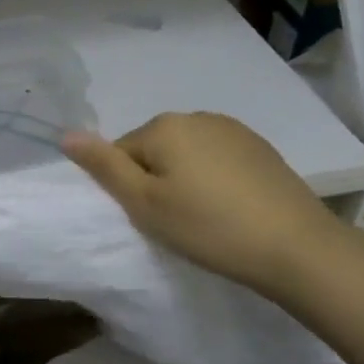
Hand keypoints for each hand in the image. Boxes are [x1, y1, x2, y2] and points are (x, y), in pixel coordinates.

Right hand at [62, 112, 342, 298]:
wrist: (296, 247)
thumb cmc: (208, 227)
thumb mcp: (145, 204)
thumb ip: (103, 167)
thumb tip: (66, 134)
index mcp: (164, 125)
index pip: (122, 152)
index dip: (128, 188)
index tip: (150, 218)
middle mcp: (197, 116)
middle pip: (155, 149)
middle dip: (156, 180)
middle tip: (174, 221)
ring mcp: (234, 129)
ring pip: (188, 154)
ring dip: (186, 179)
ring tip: (205, 218)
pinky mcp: (261, 148)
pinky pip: (219, 159)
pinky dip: (216, 180)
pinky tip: (232, 208)